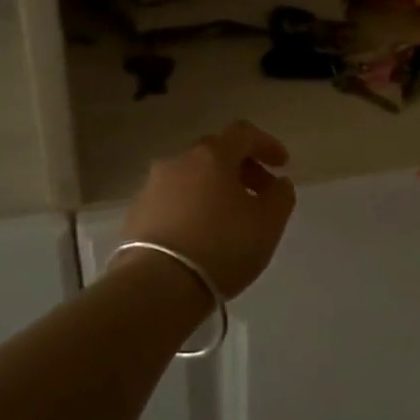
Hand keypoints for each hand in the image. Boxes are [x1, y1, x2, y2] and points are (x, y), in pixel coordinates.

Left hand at [120, 121, 296, 298]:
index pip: (243, 133)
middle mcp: (179, 161)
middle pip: (215, 153)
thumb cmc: (222, 247)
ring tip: (229, 219)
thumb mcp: (268, 223)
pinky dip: (191, 207)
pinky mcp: (137, 212)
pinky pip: (172, 199)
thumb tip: (278, 183)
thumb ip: (281, 196)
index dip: (266, 144)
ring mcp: (152, 186)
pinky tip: (200, 235)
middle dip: (241, 168)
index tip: (282, 165)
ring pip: (191, 176)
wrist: (157, 285)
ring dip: (213, 188)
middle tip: (258, 194)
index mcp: (212, 155)